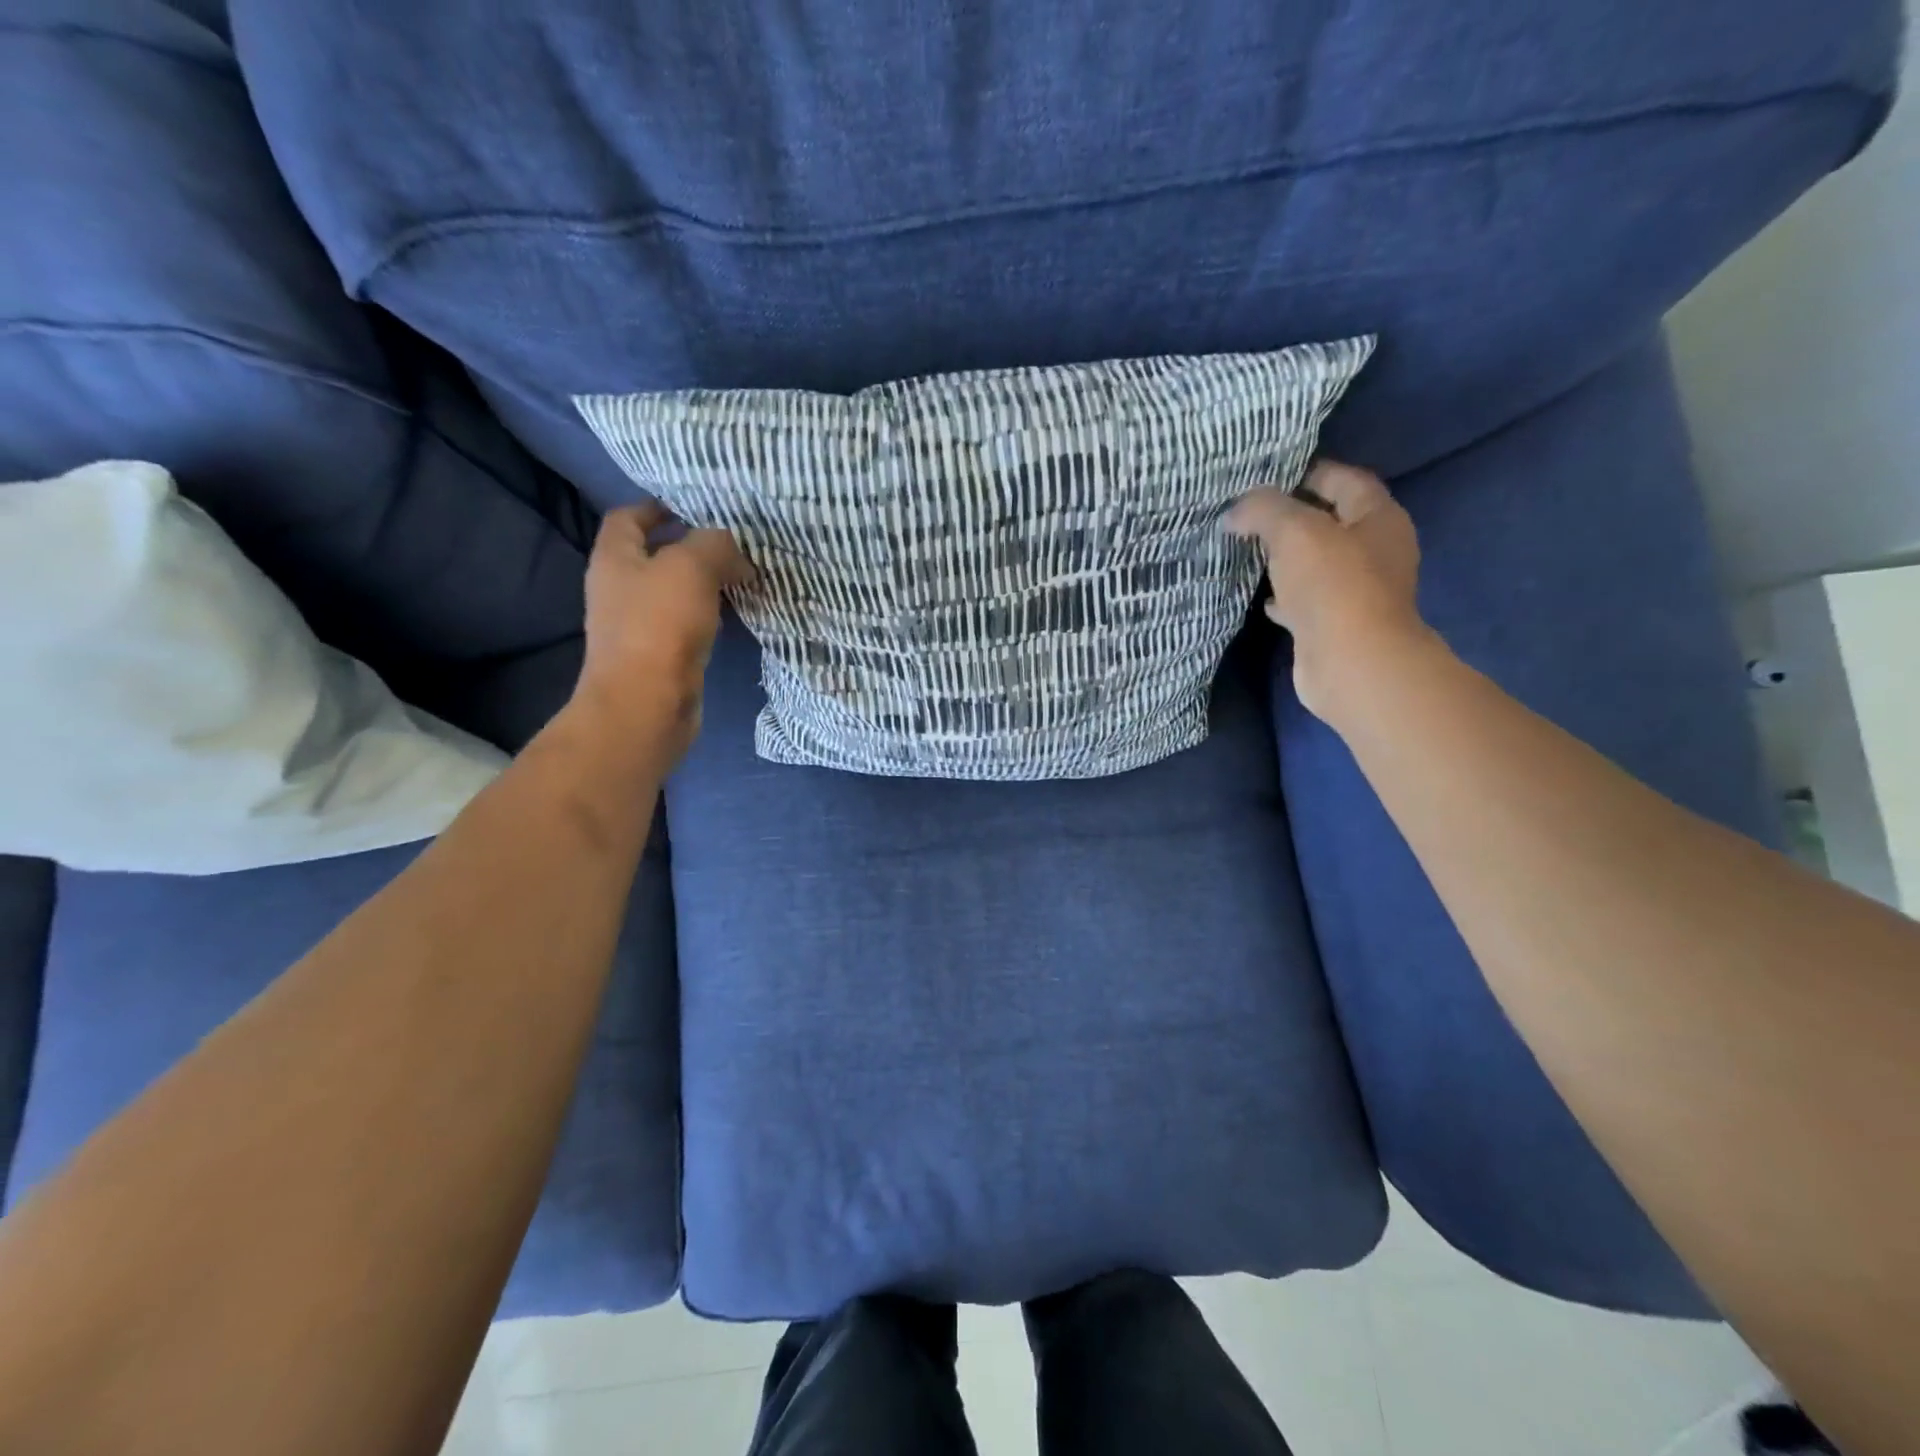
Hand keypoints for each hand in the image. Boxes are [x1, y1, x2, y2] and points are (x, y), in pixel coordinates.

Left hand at [571, 503, 748, 764]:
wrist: (647, 704)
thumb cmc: (660, 626)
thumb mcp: (692, 567)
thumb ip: (715, 544)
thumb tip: (734, 552)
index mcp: (615, 558)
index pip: (629, 517)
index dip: (659, 506)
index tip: (697, 506)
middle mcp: (619, 588)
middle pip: (655, 554)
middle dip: (693, 546)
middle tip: (734, 543)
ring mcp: (638, 625)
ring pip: (675, 591)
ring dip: (706, 582)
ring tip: (743, 575)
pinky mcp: (659, 655)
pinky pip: (686, 622)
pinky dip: (709, 614)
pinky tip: (735, 614)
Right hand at [1225, 461, 1427, 721]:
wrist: (1350, 662)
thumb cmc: (1332, 585)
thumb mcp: (1293, 531)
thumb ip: (1263, 510)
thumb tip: (1234, 512)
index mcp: (1379, 519)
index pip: (1346, 481)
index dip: (1311, 471)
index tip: (1270, 474)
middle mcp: (1376, 552)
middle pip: (1332, 522)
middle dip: (1294, 517)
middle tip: (1251, 513)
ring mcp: (1358, 592)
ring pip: (1318, 564)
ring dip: (1288, 558)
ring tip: (1249, 551)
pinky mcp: (1337, 625)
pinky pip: (1308, 601)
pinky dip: (1286, 597)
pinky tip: (1263, 599)